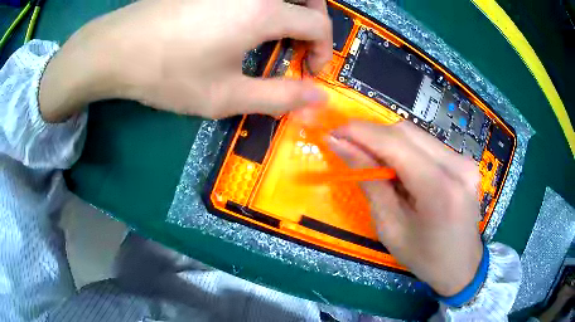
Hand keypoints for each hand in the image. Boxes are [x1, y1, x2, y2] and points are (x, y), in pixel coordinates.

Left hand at [39, 0, 331, 121]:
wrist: (117, 49)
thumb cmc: (168, 74)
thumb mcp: (226, 96)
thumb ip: (280, 97)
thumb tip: (320, 98)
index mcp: (264, 11)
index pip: (318, 25)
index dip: (323, 51)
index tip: (309, 72)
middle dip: (315, 22)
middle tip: (301, 45)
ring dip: (292, 10)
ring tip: (276, 34)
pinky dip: (266, 6)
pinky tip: (244, 23)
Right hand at [329, 121, 482, 296]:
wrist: (462, 265)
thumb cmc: (424, 257)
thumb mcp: (390, 228)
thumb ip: (369, 182)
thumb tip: (342, 147)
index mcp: (439, 189)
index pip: (395, 143)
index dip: (361, 132)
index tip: (334, 132)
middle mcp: (457, 166)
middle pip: (407, 131)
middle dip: (372, 135)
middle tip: (349, 146)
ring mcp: (465, 161)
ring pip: (417, 134)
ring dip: (388, 142)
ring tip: (372, 160)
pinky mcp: (465, 161)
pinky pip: (428, 144)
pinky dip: (406, 149)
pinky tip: (398, 167)